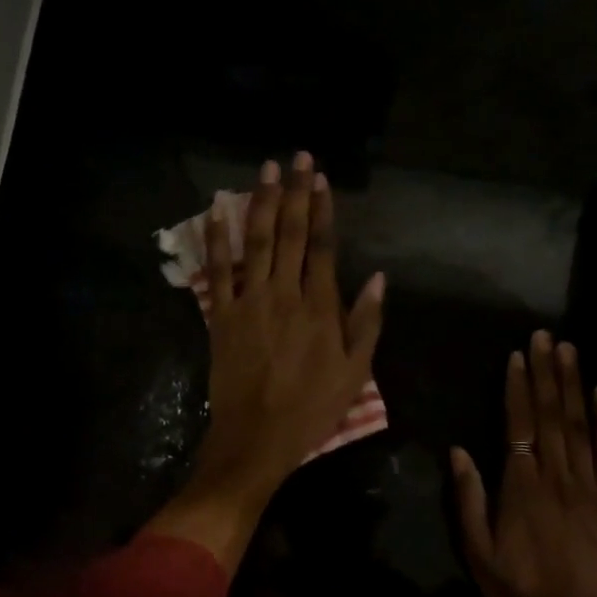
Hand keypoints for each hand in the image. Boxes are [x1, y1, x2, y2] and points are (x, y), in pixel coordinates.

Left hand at [147, 153, 384, 571]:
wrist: (255, 439)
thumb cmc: (311, 410)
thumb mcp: (354, 374)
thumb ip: (366, 322)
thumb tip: (378, 277)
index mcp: (320, 308)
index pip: (322, 246)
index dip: (322, 209)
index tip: (321, 178)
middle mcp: (284, 295)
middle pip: (289, 234)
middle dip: (295, 192)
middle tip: (297, 156)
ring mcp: (249, 302)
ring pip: (255, 242)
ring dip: (261, 202)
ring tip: (266, 170)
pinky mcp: (221, 316)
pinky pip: (218, 271)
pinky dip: (218, 240)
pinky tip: (218, 211)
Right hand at [451, 332, 596, 596]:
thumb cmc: (519, 592)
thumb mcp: (478, 551)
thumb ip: (469, 499)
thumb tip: (459, 451)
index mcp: (521, 487)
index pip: (518, 425)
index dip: (518, 388)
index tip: (517, 356)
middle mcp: (556, 477)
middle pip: (551, 416)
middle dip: (546, 373)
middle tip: (545, 336)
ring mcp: (588, 487)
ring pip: (579, 426)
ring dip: (573, 385)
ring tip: (569, 351)